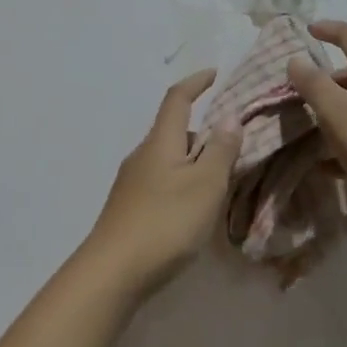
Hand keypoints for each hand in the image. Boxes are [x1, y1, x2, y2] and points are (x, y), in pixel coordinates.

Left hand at [81, 70, 243, 298]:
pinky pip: (162, 182)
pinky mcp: (129, 209)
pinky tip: (195, 207)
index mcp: (160, 142)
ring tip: (221, 179)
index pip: (177, 99)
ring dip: (194, 160)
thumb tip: (228, 116)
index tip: (215, 73)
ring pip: (169, 159)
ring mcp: (132, 183)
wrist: (112, 273)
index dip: (196, 83)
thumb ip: (220, 150)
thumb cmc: (165, 223)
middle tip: (233, 144)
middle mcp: (142, 156)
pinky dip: (183, 182)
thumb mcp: (205, 185)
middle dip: (203, 131)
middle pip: (174, 131)